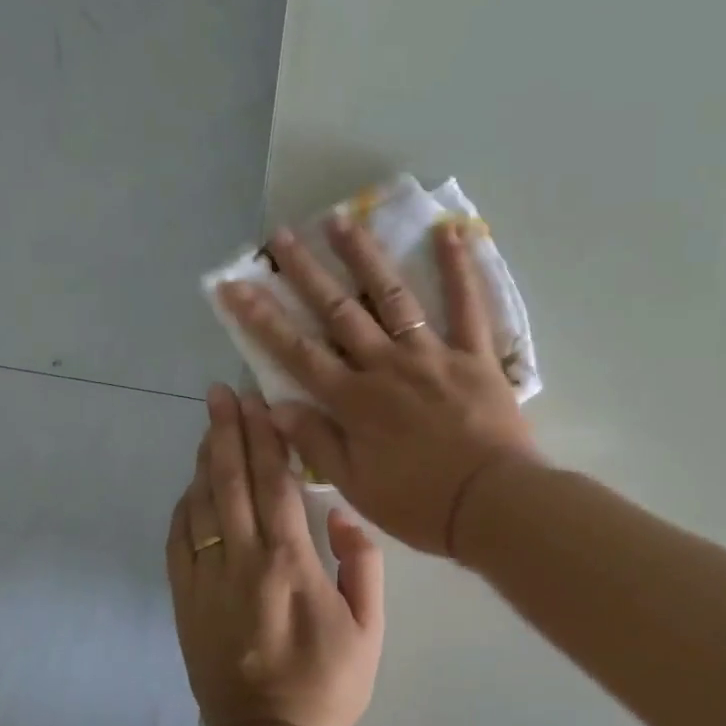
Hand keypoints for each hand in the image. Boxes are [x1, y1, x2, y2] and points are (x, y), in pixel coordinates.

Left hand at [166, 385, 383, 725]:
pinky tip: (190, 487)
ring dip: (204, 461)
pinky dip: (183, 507)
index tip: (255, 402)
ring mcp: (207, 580)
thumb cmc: (330, 681)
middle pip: (230, 481)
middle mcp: (243, 560)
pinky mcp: (185, 602)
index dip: (263, 437)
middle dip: (225, 431)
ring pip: (201, 505)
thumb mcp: (370, 625)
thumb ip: (363, 563)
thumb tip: (344, 514)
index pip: (274, 482)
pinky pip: (178, 542)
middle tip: (220, 393)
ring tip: (208, 425)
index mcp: (290, 561)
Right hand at [218, 212, 537, 555]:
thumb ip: (316, 443)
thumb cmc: (421, 504)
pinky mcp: (474, 354)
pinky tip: (451, 231)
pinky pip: (467, 305)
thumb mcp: (356, 486)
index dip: (261, 318)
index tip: (234, 285)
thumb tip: (276, 406)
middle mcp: (386, 365)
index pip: (296, 352)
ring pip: (392, 296)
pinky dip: (459, 268)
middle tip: (281, 235)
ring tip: (341, 219)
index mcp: (354, 401)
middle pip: (338, 311)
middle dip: (305, 272)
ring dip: (364, 256)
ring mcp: (431, 354)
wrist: (492, 505)